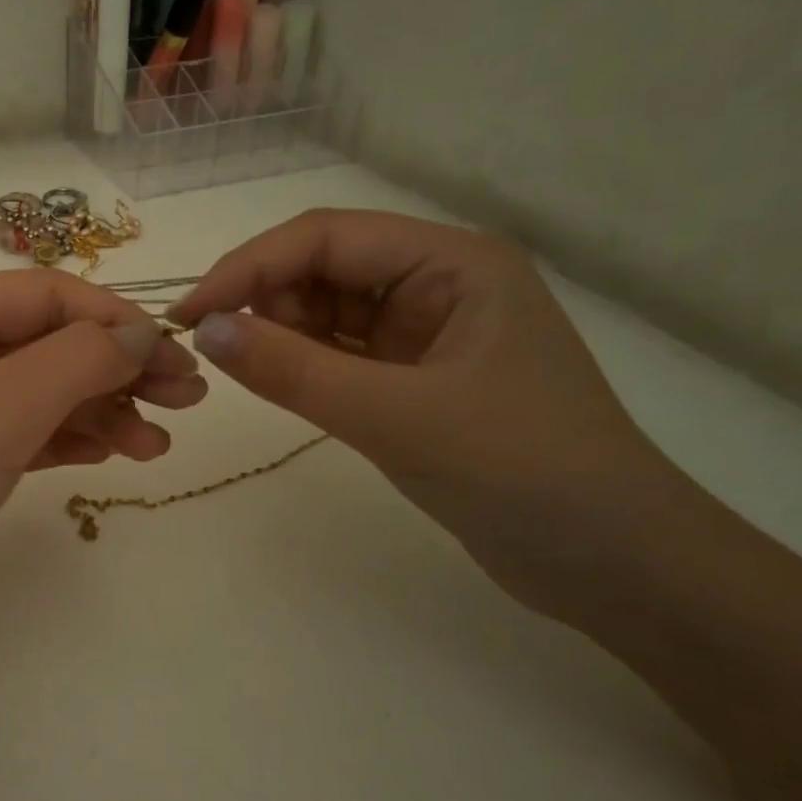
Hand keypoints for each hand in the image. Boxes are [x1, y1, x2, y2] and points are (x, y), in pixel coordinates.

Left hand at [0, 269, 206, 673]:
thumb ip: (74, 362)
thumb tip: (143, 332)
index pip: (45, 295)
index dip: (114, 319)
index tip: (174, 357)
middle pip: (48, 343)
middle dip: (118, 366)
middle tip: (187, 400)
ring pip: (43, 393)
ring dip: (102, 409)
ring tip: (156, 446)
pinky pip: (26, 436)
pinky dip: (71, 439)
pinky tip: (111, 454)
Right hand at [168, 209, 691, 627]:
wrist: (612, 563)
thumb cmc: (519, 472)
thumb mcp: (395, 416)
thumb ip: (294, 370)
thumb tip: (205, 331)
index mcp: (451, 262)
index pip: (327, 237)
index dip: (248, 267)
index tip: (189, 315)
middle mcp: (438, 283)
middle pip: (324, 267)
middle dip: (264, 301)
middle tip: (214, 353)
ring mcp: (428, 333)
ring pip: (327, 311)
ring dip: (280, 333)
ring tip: (244, 373)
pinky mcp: (416, 380)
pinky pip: (341, 354)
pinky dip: (303, 365)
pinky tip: (277, 384)